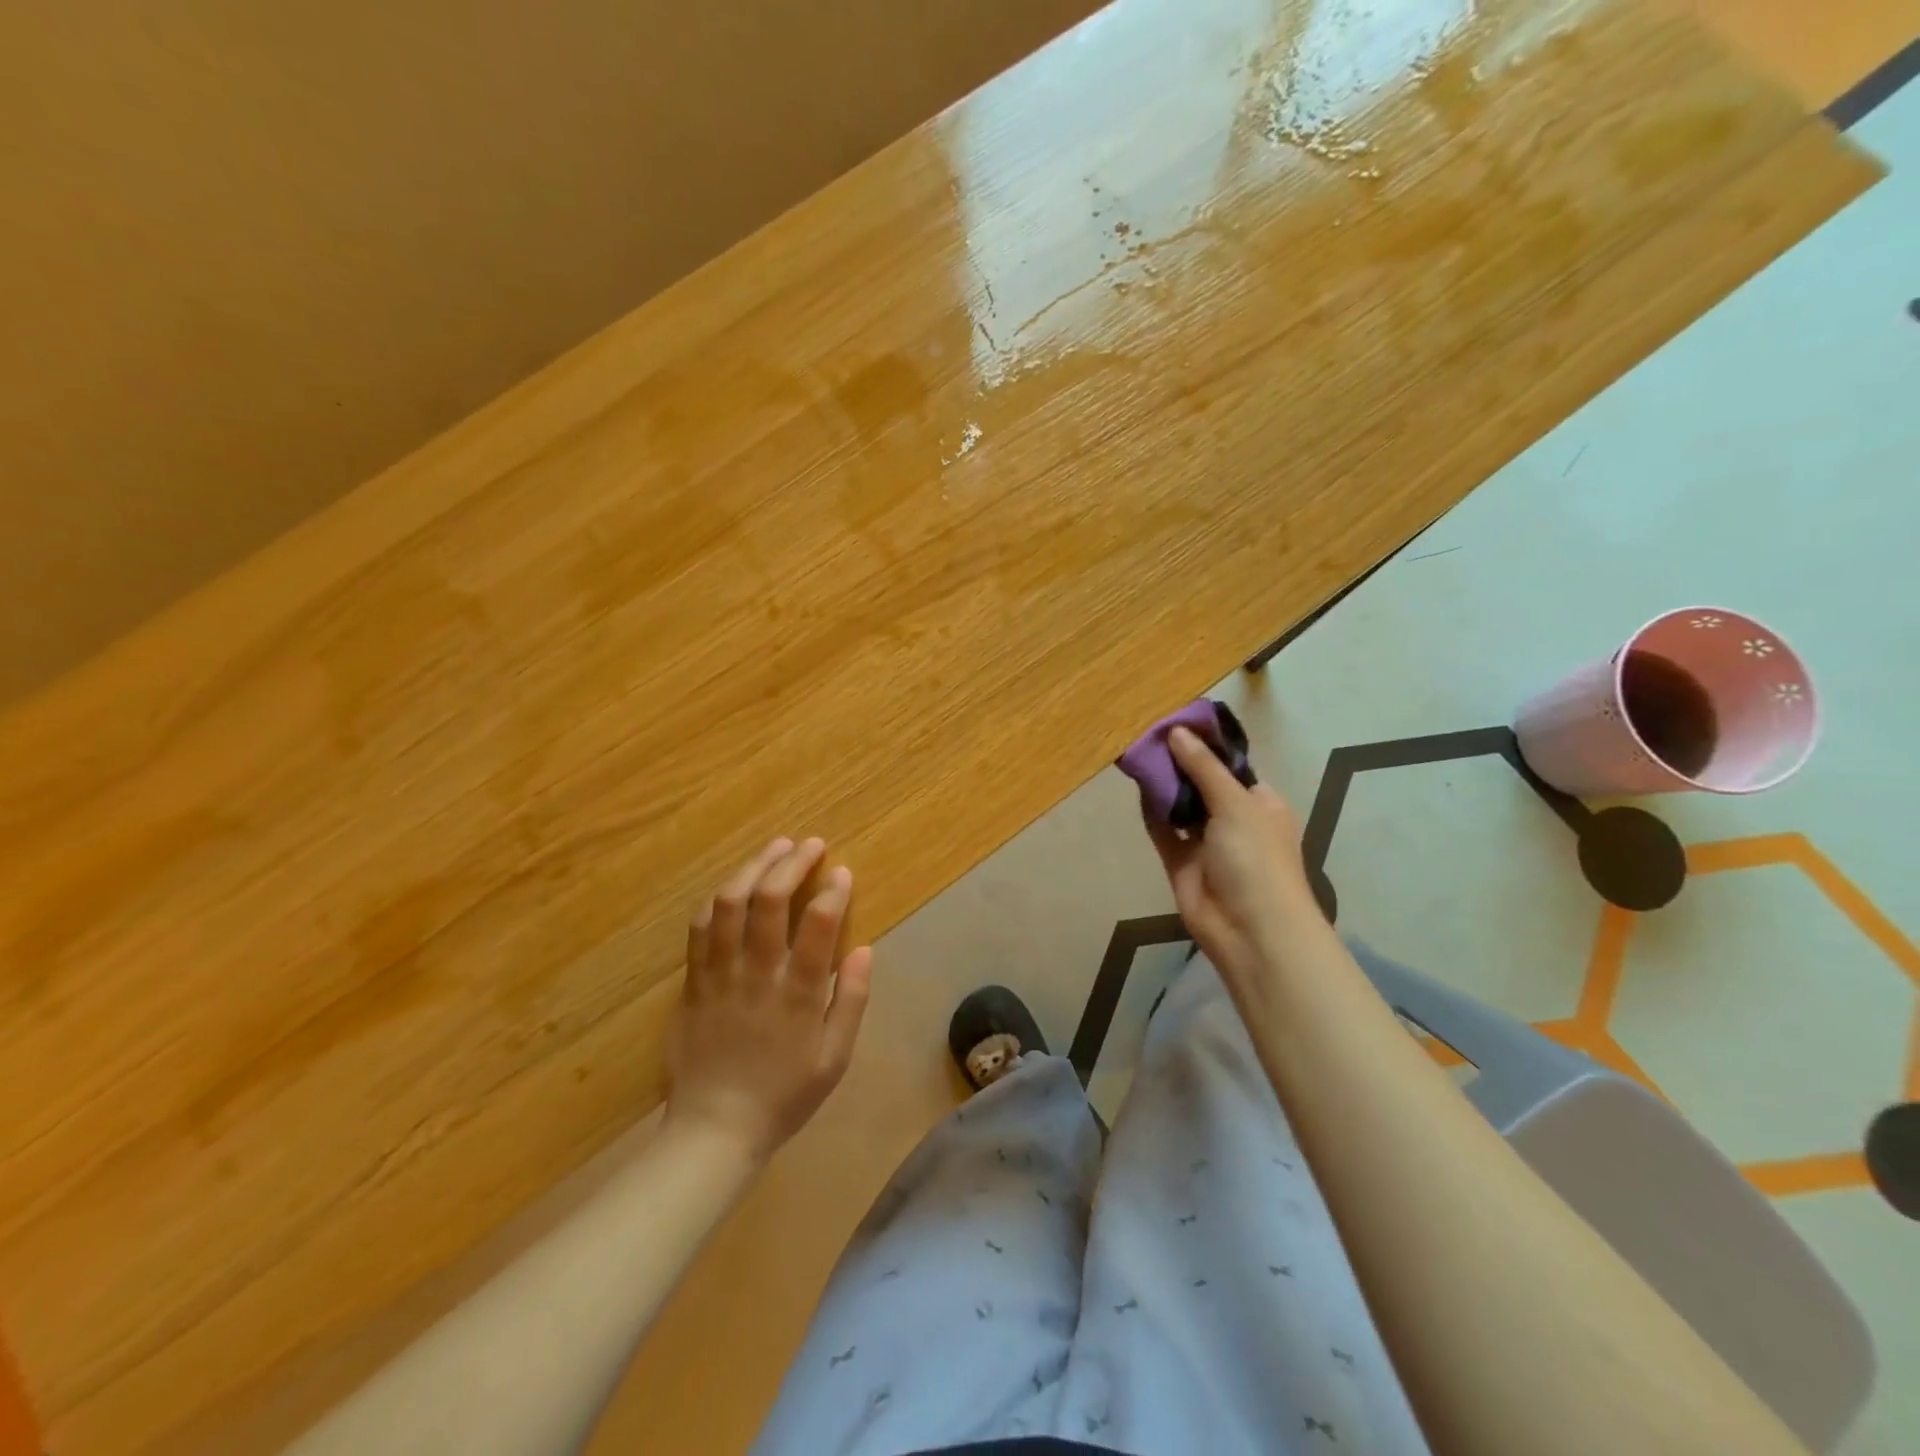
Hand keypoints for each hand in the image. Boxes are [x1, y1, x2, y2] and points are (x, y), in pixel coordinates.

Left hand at [666, 837, 872, 1163]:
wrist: (713, 1130)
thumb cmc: (783, 1095)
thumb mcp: (834, 1059)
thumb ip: (851, 1001)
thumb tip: (864, 949)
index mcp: (797, 995)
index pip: (818, 925)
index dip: (832, 891)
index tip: (842, 872)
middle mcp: (757, 975)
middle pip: (770, 901)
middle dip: (792, 864)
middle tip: (810, 844)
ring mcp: (719, 975)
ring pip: (729, 905)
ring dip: (754, 868)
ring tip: (775, 848)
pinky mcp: (692, 982)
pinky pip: (700, 929)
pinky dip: (719, 899)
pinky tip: (734, 885)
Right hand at [1144, 727, 1328, 989]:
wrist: (1250, 930)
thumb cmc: (1256, 858)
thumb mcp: (1235, 804)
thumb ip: (1203, 768)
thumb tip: (1176, 732)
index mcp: (1259, 802)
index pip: (1231, 766)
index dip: (1206, 745)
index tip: (1176, 722)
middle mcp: (1234, 819)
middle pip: (1202, 783)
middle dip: (1179, 762)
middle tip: (1148, 735)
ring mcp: (1206, 842)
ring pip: (1181, 806)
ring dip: (1164, 785)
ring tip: (1137, 753)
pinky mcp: (1181, 862)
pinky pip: (1163, 830)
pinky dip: (1151, 811)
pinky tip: (1136, 786)